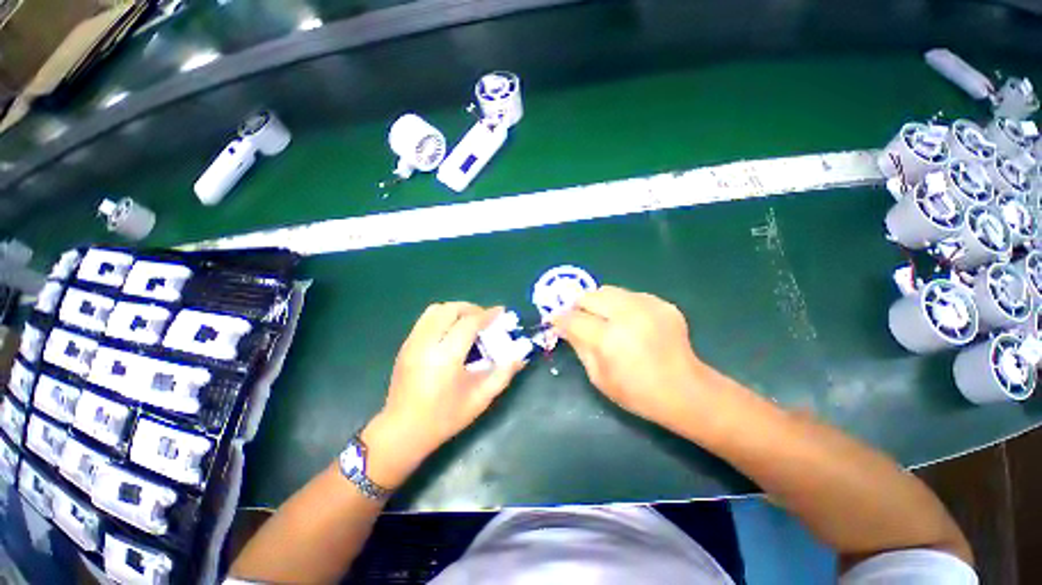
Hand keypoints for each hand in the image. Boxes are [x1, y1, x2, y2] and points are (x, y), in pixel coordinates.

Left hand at [362, 302, 522, 486]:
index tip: (501, 311)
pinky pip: (425, 320)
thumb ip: (502, 374)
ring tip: (468, 322)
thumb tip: (520, 357)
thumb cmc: (444, 417)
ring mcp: (412, 343)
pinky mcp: (405, 346)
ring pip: (434, 310)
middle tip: (484, 318)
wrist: (402, 431)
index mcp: (446, 357)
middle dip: (471, 308)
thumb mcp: (480, 398)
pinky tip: (451, 332)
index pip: (468, 323)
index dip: (487, 314)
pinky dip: (442, 317)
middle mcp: (426, 343)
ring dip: (455, 310)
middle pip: (449, 309)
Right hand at [553, 286, 711, 426]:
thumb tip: (563, 326)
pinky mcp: (661, 303)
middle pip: (590, 296)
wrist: (685, 390)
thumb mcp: (599, 377)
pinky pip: (629, 295)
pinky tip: (628, 322)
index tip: (554, 320)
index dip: (559, 318)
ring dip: (599, 303)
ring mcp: (647, 306)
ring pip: (608, 290)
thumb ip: (579, 346)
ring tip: (603, 318)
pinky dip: (621, 305)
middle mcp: (627, 315)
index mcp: (609, 339)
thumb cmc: (637, 392)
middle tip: (579, 318)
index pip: (573, 318)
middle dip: (578, 306)